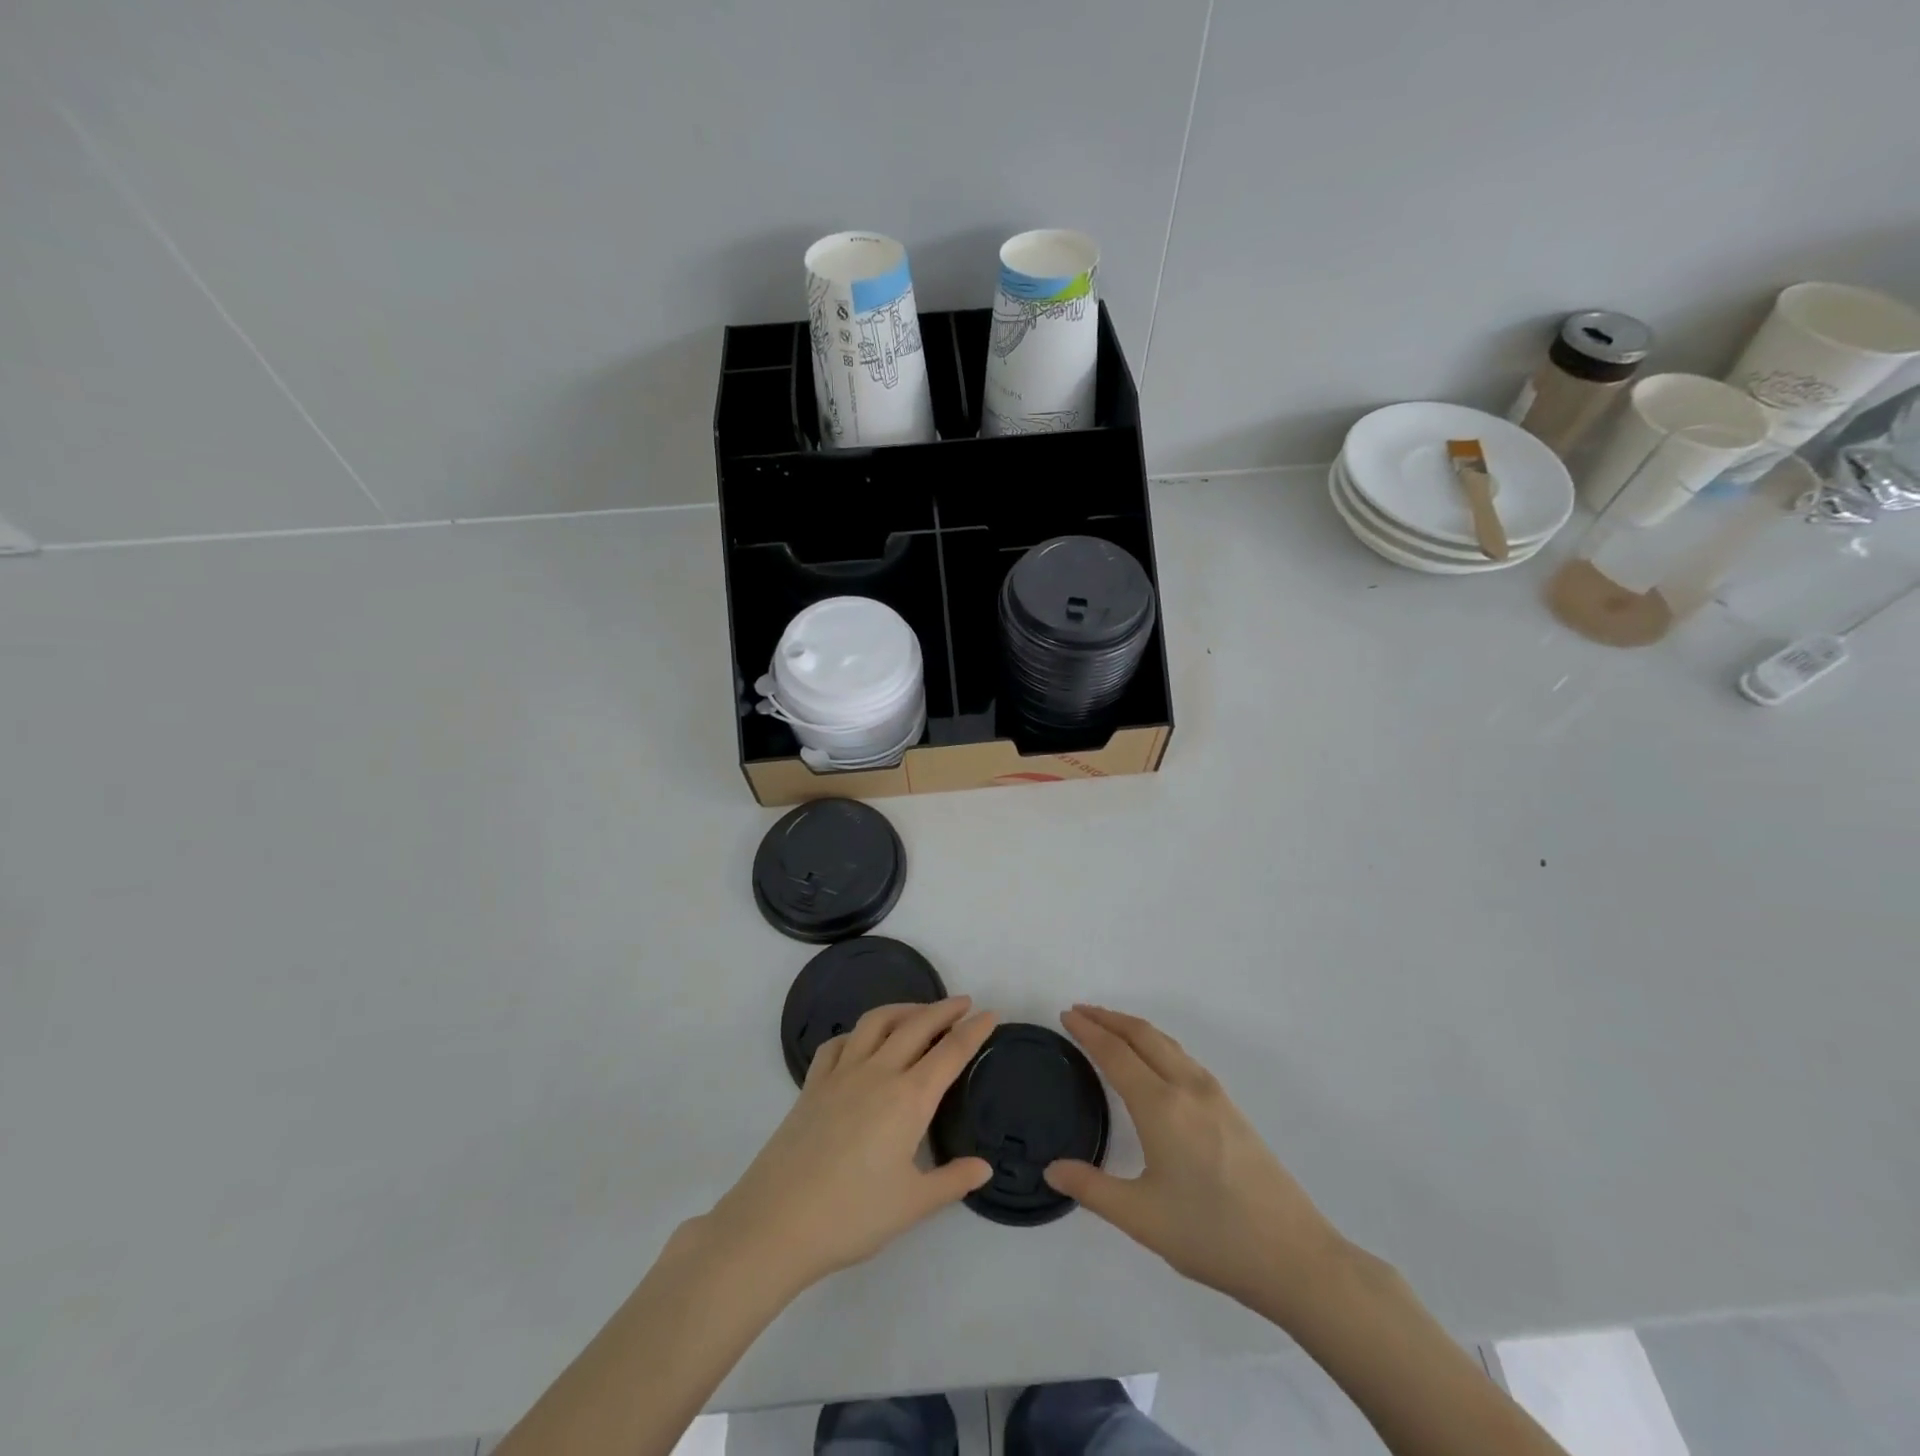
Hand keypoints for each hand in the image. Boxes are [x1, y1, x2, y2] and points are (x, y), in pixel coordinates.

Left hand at [702, 998, 995, 1292]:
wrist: (777, 1222)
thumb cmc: (852, 1216)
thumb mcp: (912, 1205)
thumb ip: (952, 1181)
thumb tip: (984, 1168)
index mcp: (909, 1098)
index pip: (950, 1053)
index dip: (974, 1031)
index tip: (990, 1014)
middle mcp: (878, 1072)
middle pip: (916, 1025)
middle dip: (944, 1009)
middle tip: (964, 1003)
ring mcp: (841, 1073)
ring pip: (876, 1022)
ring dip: (903, 1009)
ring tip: (919, 1012)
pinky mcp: (813, 1084)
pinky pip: (838, 1043)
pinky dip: (858, 1032)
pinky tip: (862, 1041)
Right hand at [1045, 1005, 1340, 1316]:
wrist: (1295, 1256)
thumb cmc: (1212, 1235)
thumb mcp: (1142, 1218)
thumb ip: (1092, 1189)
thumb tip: (1052, 1170)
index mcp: (1161, 1106)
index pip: (1115, 1053)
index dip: (1088, 1032)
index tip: (1066, 1015)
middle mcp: (1187, 1087)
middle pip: (1142, 1035)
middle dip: (1109, 1018)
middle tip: (1080, 1012)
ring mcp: (1214, 1095)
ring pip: (1166, 1043)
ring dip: (1134, 1028)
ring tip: (1110, 1028)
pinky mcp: (1231, 1109)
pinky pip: (1183, 1058)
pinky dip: (1156, 1044)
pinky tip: (1153, 1062)